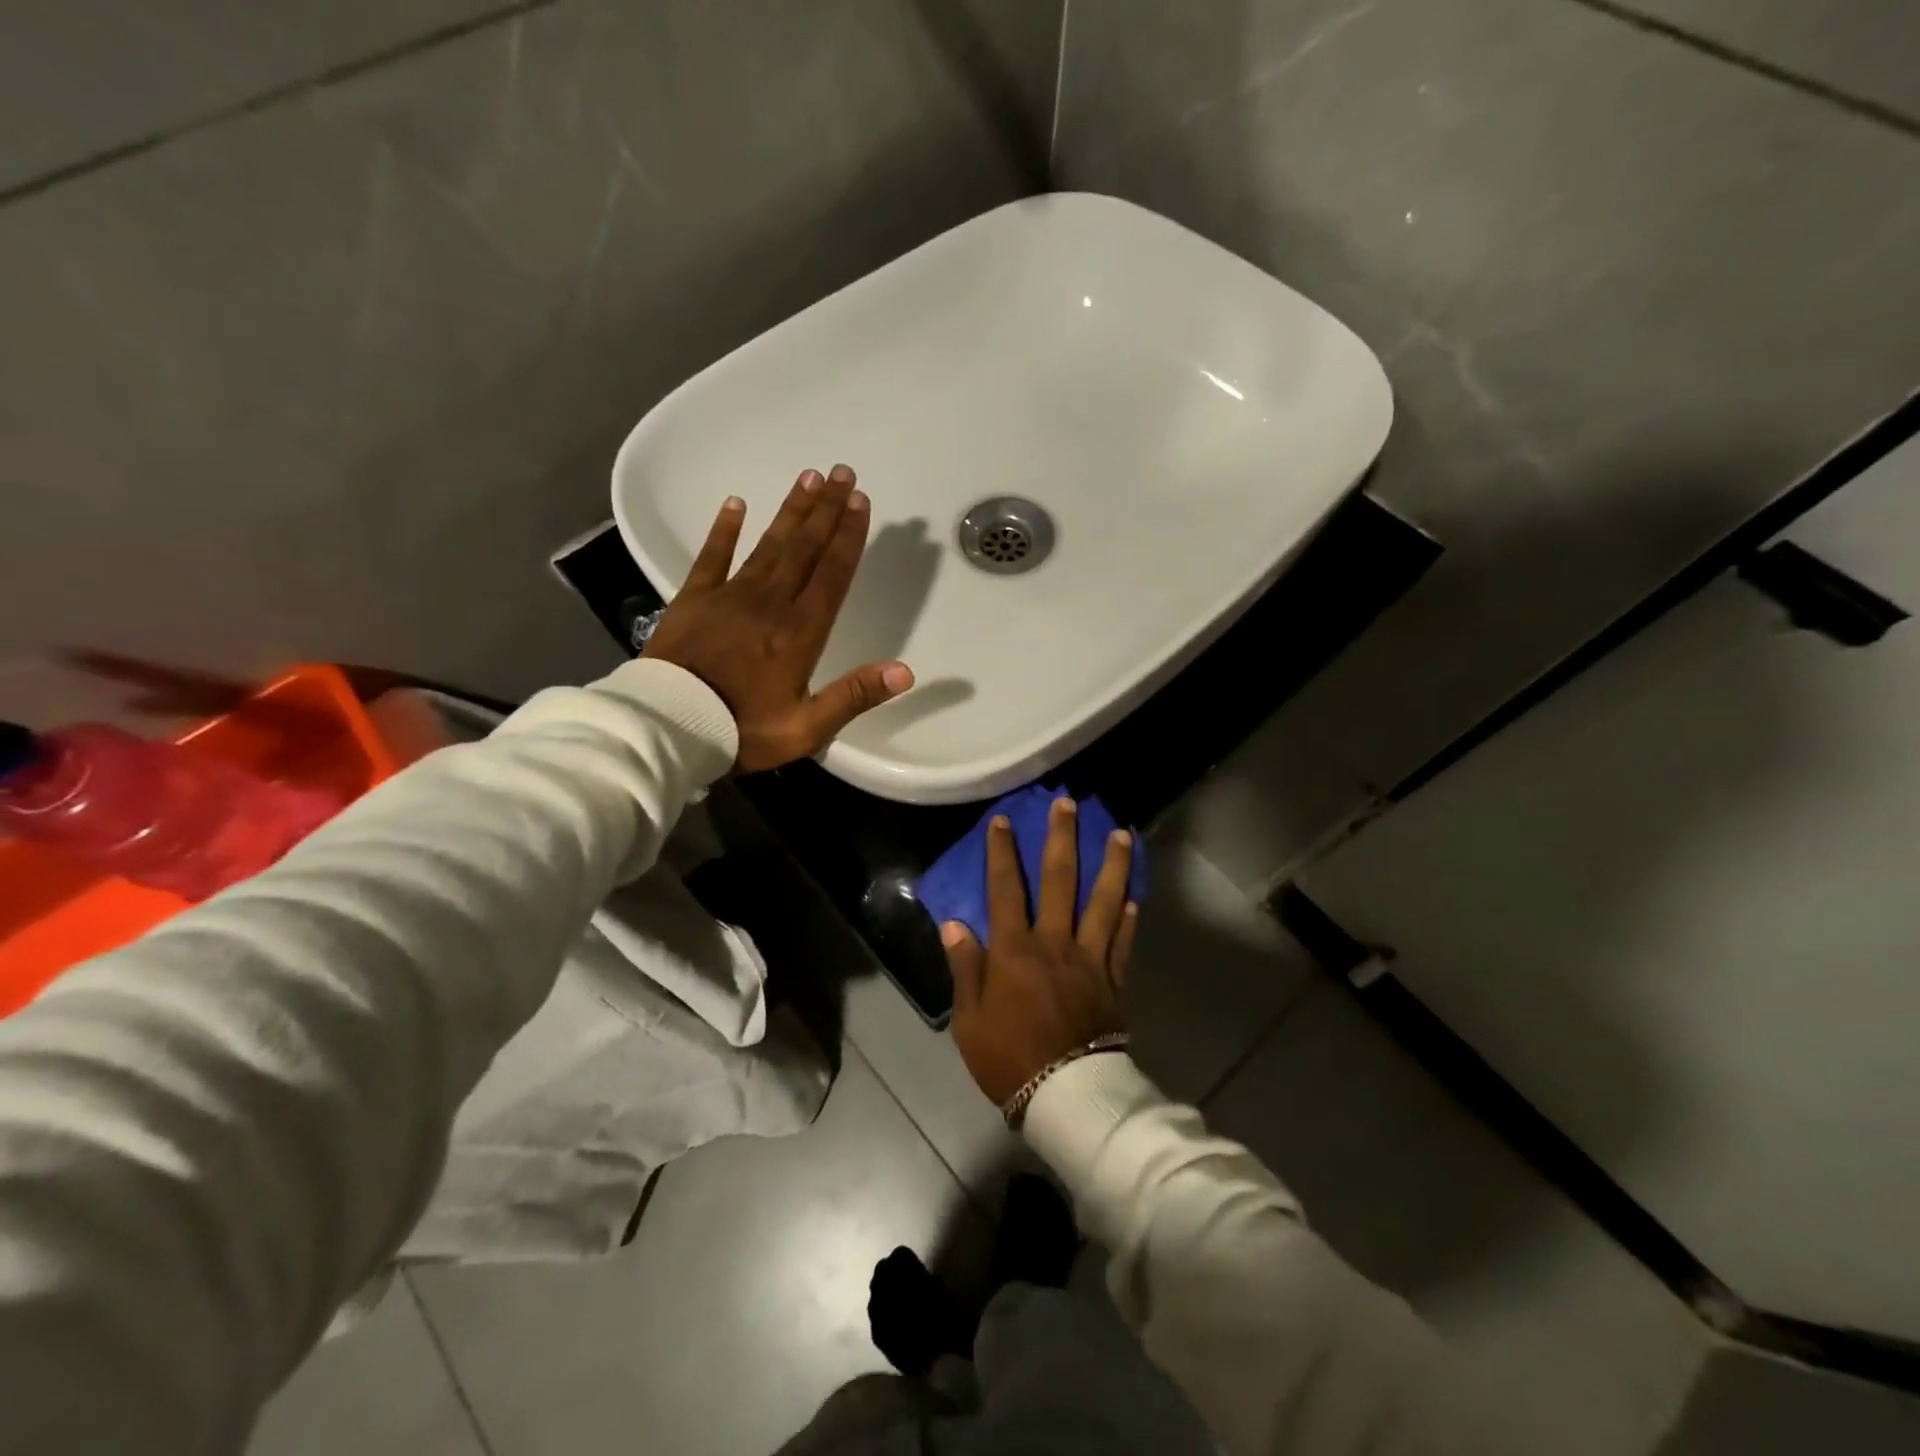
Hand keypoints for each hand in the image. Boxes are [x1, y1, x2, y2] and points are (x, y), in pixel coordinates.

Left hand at [643, 465, 913, 772]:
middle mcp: (769, 603)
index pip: (831, 574)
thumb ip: (854, 696)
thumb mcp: (806, 728)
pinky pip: (712, 556)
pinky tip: (736, 503)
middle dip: (827, 510)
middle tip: (843, 473)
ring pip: (768, 545)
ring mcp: (729, 596)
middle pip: (804, 548)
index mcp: (799, 632)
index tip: (861, 502)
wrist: (667, 727)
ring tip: (809, 478)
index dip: (848, 537)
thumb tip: (904, 671)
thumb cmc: (742, 730)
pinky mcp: (694, 599)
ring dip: (790, 511)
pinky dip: (724, 529)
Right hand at [944, 798, 1137, 1106]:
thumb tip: (955, 924)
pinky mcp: (1113, 979)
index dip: (1002, 852)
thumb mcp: (969, 1019)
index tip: (1003, 820)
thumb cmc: (1008, 1058)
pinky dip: (1130, 916)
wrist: (1066, 1096)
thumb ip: (965, 968)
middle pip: (1061, 880)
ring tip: (1122, 834)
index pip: (1005, 889)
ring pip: (1104, 901)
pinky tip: (1135, 895)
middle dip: (1062, 838)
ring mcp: (1090, 958)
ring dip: (1112, 865)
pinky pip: (1123, 941)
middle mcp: (1055, 942)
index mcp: (1014, 950)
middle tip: (1069, 804)